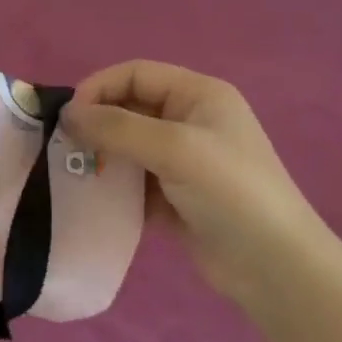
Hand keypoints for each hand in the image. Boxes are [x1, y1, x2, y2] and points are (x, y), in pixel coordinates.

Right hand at [62, 61, 329, 301]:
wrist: (275, 268)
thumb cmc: (230, 192)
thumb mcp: (174, 148)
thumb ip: (117, 127)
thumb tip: (68, 114)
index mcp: (198, 95)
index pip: (136, 74)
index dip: (99, 87)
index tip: (69, 117)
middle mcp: (190, 120)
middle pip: (129, 108)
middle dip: (97, 124)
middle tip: (66, 147)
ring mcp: (184, 160)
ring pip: (128, 146)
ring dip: (101, 156)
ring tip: (74, 174)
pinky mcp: (176, 196)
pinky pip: (134, 180)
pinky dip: (113, 186)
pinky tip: (94, 199)